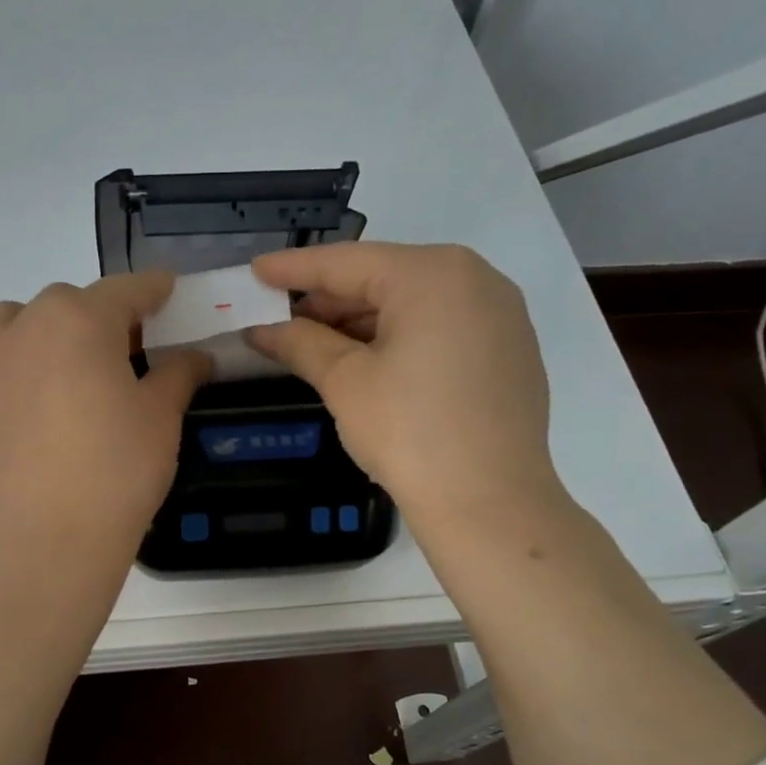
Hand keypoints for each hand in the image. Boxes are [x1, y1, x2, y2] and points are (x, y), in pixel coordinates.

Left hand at [0, 273, 210, 570]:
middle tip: (124, 360)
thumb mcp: (162, 418)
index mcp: (80, 319)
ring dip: (38, 331)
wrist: (50, 540)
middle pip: (68, 302)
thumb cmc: (117, 472)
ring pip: (9, 320)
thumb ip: (178, 374)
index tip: (167, 293)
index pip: (126, 290)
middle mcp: (26, 325)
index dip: (153, 290)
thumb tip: (195, 356)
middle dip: (99, 319)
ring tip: (60, 370)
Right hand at [246, 242, 563, 531]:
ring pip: (414, 304)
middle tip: (281, 318)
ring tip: (316, 344)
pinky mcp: (509, 350)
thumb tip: (262, 331)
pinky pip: (442, 327)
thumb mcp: (345, 381)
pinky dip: (400, 337)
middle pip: (385, 278)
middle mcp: (475, 279)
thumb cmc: (409, 431)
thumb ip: (301, 344)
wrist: (489, 502)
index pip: (347, 262)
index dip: (295, 268)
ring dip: (362, 321)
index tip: (256, 271)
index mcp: (433, 274)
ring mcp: (500, 315)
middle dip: (330, 300)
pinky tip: (369, 362)